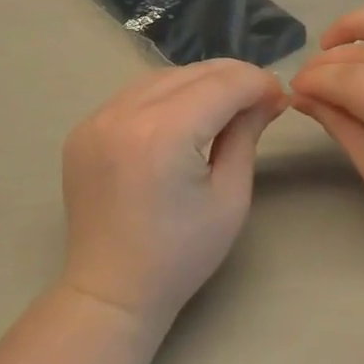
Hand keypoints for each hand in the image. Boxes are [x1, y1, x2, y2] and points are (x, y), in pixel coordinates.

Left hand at [61, 60, 287, 330]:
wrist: (110, 291)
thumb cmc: (180, 254)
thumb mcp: (229, 197)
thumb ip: (246, 135)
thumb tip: (267, 98)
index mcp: (165, 133)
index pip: (223, 84)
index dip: (258, 83)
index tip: (280, 98)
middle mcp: (125, 113)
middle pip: (192, 73)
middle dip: (233, 79)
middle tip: (260, 100)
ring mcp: (97, 118)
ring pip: (162, 77)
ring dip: (199, 84)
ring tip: (224, 107)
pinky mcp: (84, 128)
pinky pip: (134, 95)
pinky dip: (165, 96)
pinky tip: (183, 118)